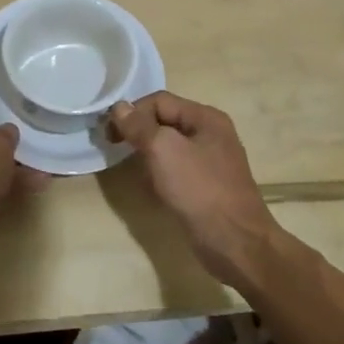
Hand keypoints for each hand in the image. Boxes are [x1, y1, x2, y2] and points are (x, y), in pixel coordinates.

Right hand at [110, 91, 275, 280]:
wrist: (235, 242)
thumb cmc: (199, 190)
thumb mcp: (163, 150)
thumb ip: (139, 126)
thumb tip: (119, 106)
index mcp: (206, 118)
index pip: (159, 101)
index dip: (132, 112)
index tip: (109, 135)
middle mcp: (210, 134)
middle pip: (164, 121)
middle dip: (139, 133)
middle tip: (115, 150)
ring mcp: (210, 161)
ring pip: (168, 147)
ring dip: (148, 156)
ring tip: (137, 172)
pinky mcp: (206, 186)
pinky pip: (176, 170)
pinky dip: (160, 175)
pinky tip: (153, 189)